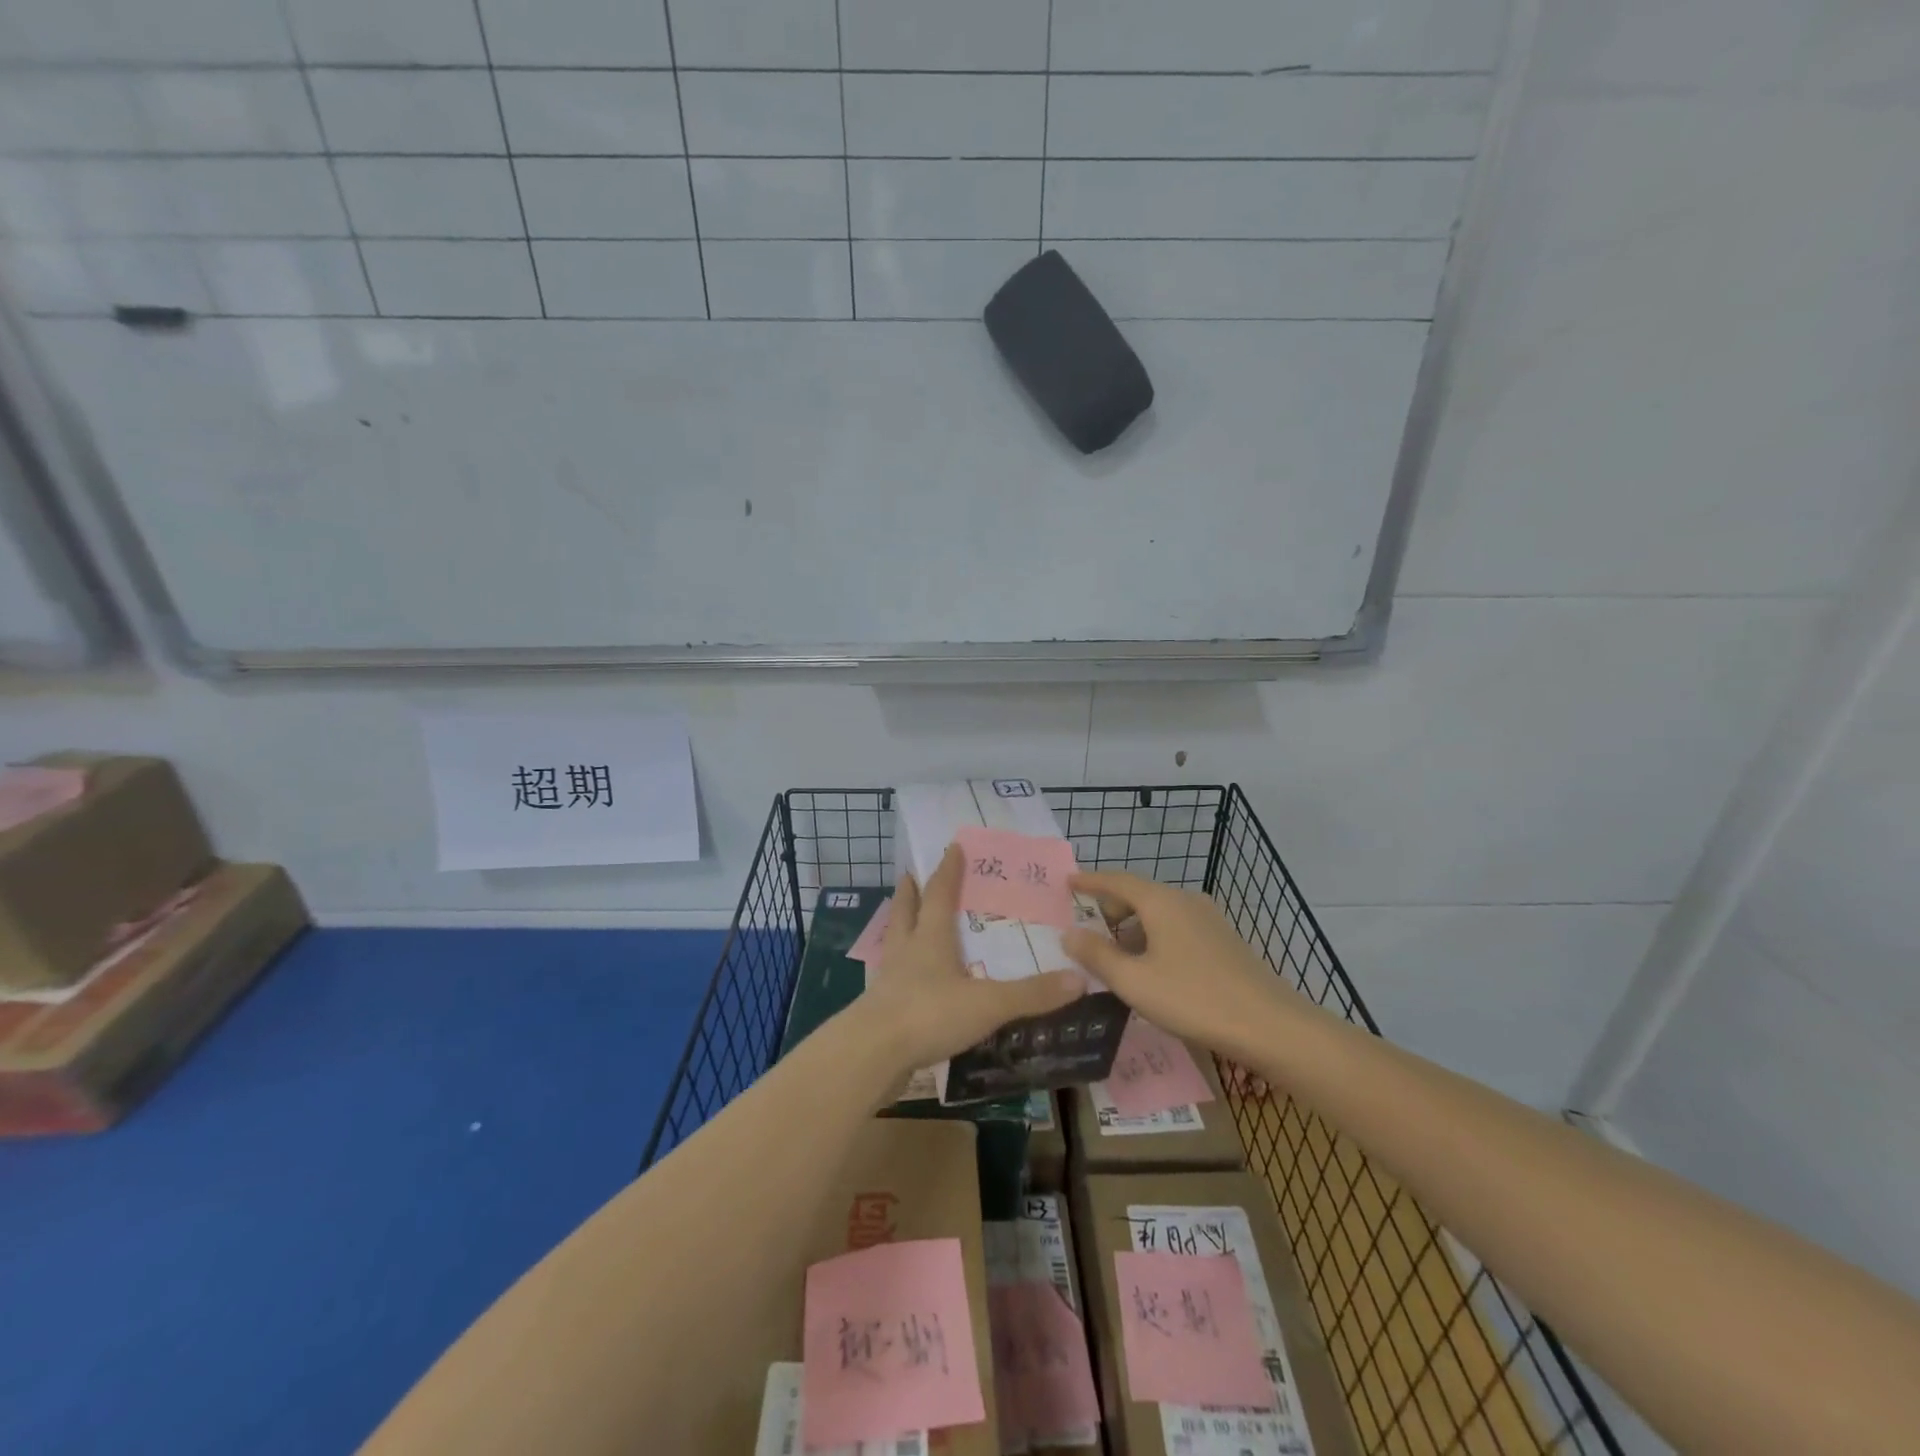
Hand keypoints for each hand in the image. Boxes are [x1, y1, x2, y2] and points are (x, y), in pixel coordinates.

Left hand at [853, 844, 1087, 1080]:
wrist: (872, 1054)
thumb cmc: (929, 1014)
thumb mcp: (988, 1004)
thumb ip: (1032, 994)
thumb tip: (1079, 979)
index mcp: (930, 938)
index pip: (939, 893)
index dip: (947, 870)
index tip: (952, 847)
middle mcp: (906, 951)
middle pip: (906, 912)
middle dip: (911, 892)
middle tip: (910, 876)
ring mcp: (889, 980)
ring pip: (894, 942)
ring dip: (900, 927)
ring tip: (906, 921)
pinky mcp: (881, 1009)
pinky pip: (891, 978)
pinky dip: (899, 970)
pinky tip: (907, 980)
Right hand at [1060, 870, 1304, 1061]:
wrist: (1270, 1026)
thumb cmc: (1193, 998)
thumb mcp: (1133, 981)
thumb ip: (1097, 955)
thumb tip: (1069, 933)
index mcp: (1161, 902)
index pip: (1117, 880)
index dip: (1090, 881)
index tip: (1068, 882)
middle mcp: (1185, 900)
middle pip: (1139, 894)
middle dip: (1111, 908)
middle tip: (1088, 930)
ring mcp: (1209, 920)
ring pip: (1160, 913)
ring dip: (1133, 927)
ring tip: (1116, 955)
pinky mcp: (1223, 941)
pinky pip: (1177, 928)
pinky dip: (1154, 938)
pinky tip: (1152, 968)